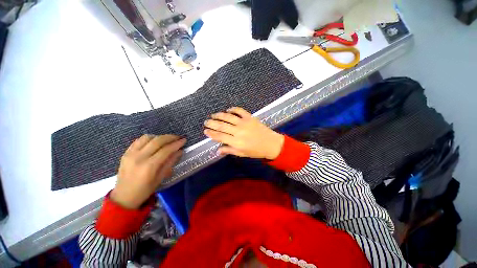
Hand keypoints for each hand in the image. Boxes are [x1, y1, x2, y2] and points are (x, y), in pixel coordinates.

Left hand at [111, 134, 185, 208]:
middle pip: (157, 141)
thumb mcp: (161, 178)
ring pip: (147, 138)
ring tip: (166, 140)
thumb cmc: (145, 190)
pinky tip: (154, 142)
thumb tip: (180, 151)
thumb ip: (170, 162)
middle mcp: (139, 157)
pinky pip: (138, 140)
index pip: (166, 150)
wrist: (124, 196)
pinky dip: (149, 139)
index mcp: (149, 166)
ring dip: (159, 137)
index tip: (184, 140)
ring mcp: (131, 154)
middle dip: (170, 137)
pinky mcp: (125, 153)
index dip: (176, 144)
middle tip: (178, 138)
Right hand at [204, 107, 283, 159]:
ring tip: (213, 115)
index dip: (211, 133)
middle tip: (206, 122)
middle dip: (212, 123)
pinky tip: (228, 110)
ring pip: (228, 117)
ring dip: (219, 115)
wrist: (271, 144)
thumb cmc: (256, 151)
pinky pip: (239, 111)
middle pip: (221, 125)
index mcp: (236, 142)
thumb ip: (229, 150)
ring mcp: (244, 122)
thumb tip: (217, 150)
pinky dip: (233, 109)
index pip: (220, 136)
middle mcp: (238, 131)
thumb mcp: (242, 154)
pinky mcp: (249, 117)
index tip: (205, 131)